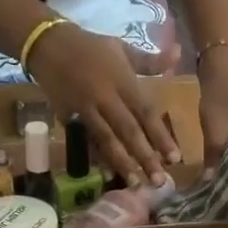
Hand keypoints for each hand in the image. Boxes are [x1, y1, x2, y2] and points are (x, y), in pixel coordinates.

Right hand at [28, 25, 177, 185]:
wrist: (49, 43)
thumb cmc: (91, 46)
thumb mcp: (122, 48)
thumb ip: (150, 61)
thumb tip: (178, 52)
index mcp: (123, 80)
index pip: (146, 112)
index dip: (161, 136)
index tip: (175, 158)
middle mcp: (107, 96)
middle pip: (129, 131)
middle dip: (146, 157)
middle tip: (160, 182)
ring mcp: (87, 108)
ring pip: (107, 139)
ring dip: (122, 163)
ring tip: (135, 184)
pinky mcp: (69, 116)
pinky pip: (86, 139)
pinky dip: (97, 156)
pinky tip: (107, 172)